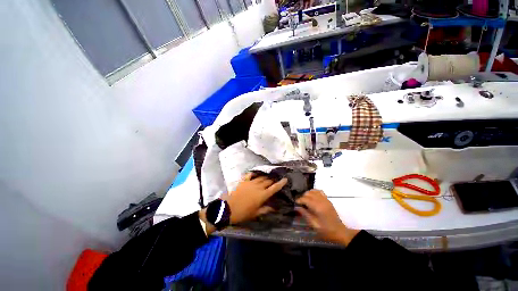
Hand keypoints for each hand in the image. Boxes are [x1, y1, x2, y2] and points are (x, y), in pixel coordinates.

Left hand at [226, 173, 287, 223]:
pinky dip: (253, 174)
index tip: (285, 179)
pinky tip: (255, 174)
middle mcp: (258, 186)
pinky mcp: (243, 181)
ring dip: (265, 177)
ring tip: (267, 178)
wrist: (228, 208)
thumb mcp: (256, 213)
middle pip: (268, 181)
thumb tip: (274, 208)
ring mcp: (250, 182)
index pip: (274, 188)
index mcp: (262, 195)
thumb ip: (266, 209)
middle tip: (274, 181)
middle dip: (272, 180)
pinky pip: (250, 175)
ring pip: (260, 177)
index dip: (281, 183)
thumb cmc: (243, 213)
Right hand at [296, 190, 358, 245]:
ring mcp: (325, 199)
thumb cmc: (325, 230)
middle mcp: (321, 201)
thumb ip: (305, 214)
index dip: (299, 200)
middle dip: (303, 197)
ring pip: (313, 191)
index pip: (305, 199)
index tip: (296, 203)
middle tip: (300, 203)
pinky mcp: (328, 200)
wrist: (339, 231)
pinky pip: (319, 192)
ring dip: (308, 194)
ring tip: (306, 200)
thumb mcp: (313, 224)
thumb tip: (297, 207)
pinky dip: (314, 192)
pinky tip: (312, 196)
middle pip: (309, 193)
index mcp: (317, 207)